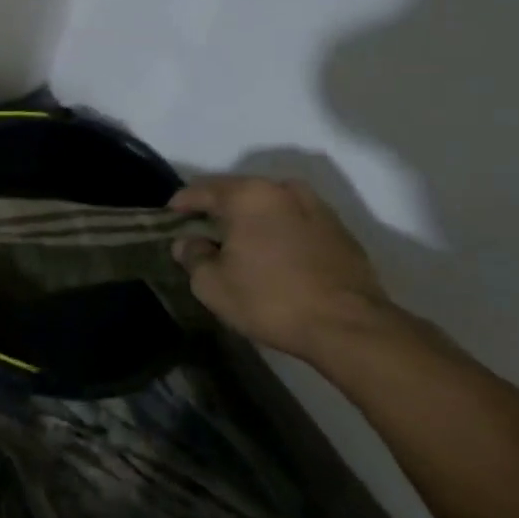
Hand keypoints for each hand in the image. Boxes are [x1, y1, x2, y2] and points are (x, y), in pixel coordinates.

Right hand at [170, 175, 393, 361]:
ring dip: (252, 218)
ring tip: (241, 241)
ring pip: (271, 204)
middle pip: (238, 191)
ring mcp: (316, 207)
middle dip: (218, 209)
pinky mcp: (340, 231)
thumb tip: (187, 243)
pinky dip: (280, 230)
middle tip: (202, 231)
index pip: (201, 190)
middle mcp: (282, 190)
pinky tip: (275, 254)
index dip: (180, 204)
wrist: (349, 327)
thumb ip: (193, 256)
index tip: (169, 219)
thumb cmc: (271, 299)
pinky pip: (296, 220)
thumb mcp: (212, 285)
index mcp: (247, 195)